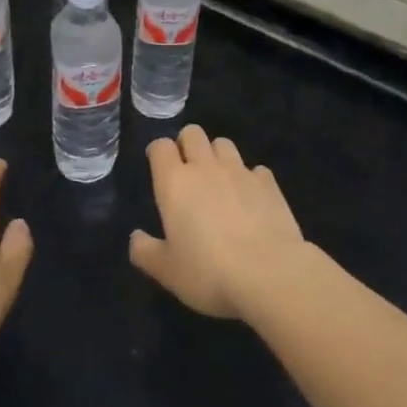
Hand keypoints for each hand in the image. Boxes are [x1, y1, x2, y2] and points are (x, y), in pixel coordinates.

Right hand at [129, 125, 310, 320]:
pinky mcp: (268, 183)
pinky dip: (249, 178)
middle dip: (187, 144)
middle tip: (188, 171)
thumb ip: (145, 252)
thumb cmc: (209, 272)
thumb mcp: (167, 272)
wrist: (270, 274)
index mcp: (174, 183)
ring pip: (223, 144)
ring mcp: (240, 171)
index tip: (159, 167)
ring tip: (219, 181)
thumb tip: (135, 238)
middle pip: (192, 133)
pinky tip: (251, 199)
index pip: (161, 146)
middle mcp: (205, 167)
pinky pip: (255, 169)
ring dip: (217, 156)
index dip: (158, 152)